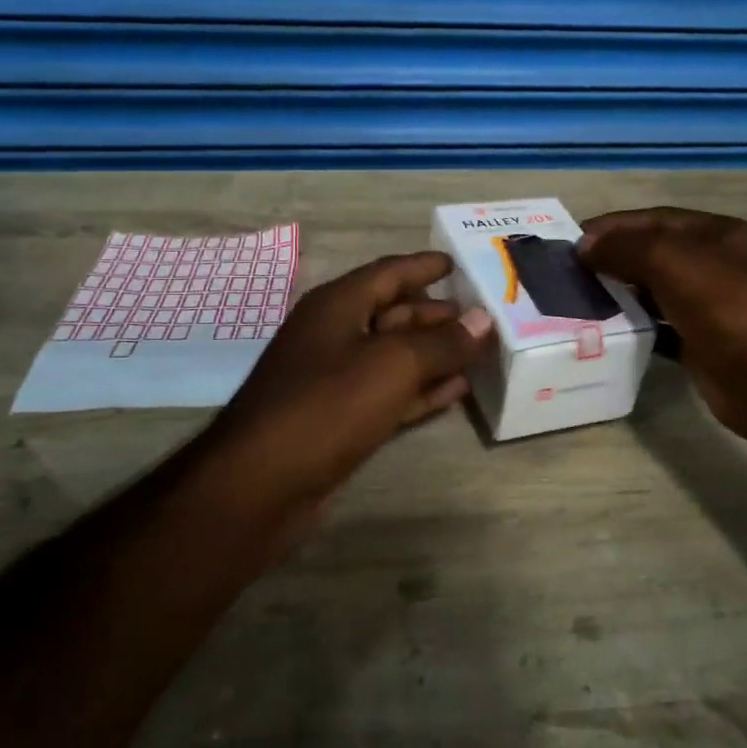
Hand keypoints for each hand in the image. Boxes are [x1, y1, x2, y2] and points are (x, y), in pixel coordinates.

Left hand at [202, 251, 492, 525]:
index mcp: (338, 305)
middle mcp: (335, 334)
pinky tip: (458, 390)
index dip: (425, 265)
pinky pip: (391, 393)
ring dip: (436, 353)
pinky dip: (423, 389)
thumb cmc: (327, 405)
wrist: (262, 484)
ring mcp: (336, 379)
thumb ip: (442, 342)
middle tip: (484, 313)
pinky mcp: (342, 419)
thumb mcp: (393, 364)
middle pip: (395, 313)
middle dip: (438, 314)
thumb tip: (483, 320)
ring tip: (480, 349)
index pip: (389, 272)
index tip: (461, 263)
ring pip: (396, 356)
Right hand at [579, 208, 746, 450]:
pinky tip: (606, 332)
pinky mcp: (703, 346)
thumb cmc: (733, 309)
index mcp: (716, 235)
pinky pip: (660, 329)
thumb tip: (584, 245)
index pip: (654, 220)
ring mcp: (711, 307)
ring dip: (619, 294)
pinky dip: (634, 328)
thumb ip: (628, 248)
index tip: (569, 240)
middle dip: (611, 259)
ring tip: (576, 301)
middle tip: (566, 274)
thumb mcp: (677, 263)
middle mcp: (715, 266)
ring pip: (654, 292)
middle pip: (653, 254)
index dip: (612, 226)